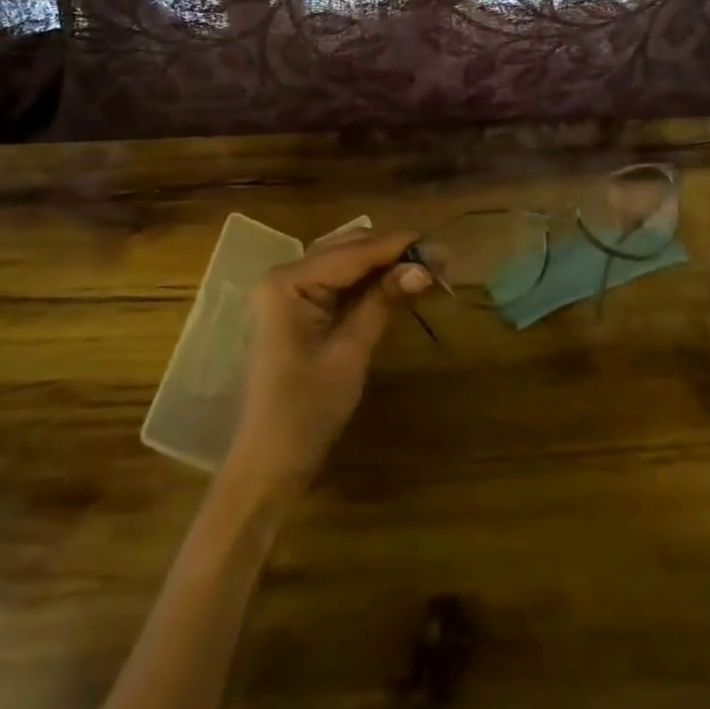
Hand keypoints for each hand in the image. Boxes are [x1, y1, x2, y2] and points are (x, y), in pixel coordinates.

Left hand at [226, 230, 429, 503]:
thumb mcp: (350, 352)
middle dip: (393, 254)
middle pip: (348, 250)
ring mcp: (289, 292)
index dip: (397, 247)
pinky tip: (399, 284)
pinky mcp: (299, 309)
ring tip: (427, 269)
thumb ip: (383, 301)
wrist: (269, 463)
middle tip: (440, 261)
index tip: (440, 245)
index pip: (352, 253)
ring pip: (346, 265)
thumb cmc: (307, 410)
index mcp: (288, 281)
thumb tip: (424, 267)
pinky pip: (339, 285)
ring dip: (384, 266)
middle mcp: (285, 275)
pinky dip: (369, 284)